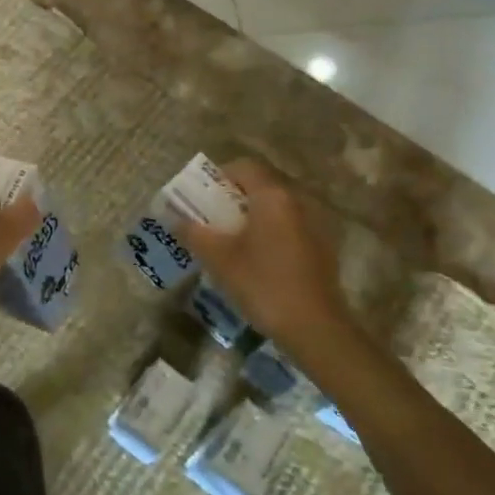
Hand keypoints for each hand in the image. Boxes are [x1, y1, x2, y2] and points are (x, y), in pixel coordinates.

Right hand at [173, 158, 360, 347]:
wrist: (314, 327)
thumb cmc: (262, 284)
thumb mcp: (218, 258)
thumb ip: (193, 232)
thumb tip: (173, 217)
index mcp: (272, 196)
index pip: (244, 166)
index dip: (219, 176)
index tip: (202, 198)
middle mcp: (297, 201)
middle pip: (260, 185)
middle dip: (232, 198)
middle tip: (210, 220)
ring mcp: (314, 224)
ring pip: (275, 207)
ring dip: (251, 216)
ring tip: (230, 241)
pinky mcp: (321, 247)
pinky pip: (288, 226)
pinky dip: (269, 232)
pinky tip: (256, 260)